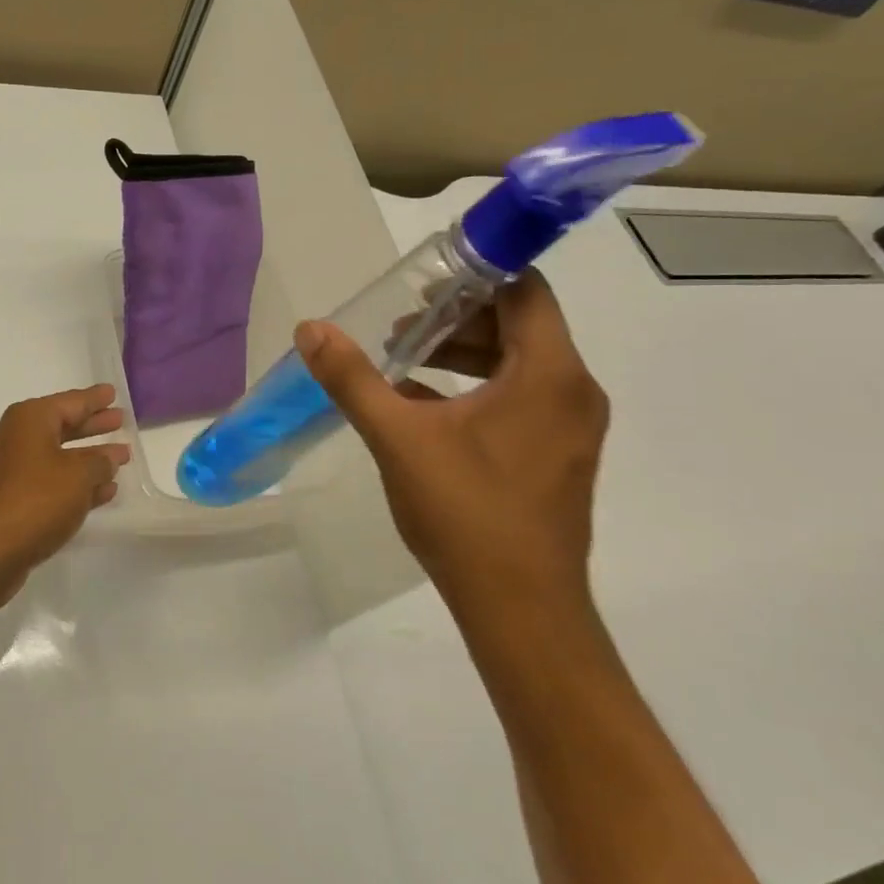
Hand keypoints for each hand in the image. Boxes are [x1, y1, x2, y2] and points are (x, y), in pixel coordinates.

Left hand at [0, 385, 130, 600]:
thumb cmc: (35, 499)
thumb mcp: (79, 475)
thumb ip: (100, 462)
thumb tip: (108, 458)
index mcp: (30, 420)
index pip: (71, 401)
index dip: (94, 399)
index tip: (113, 392)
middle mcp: (17, 439)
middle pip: (63, 427)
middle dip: (92, 426)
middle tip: (120, 421)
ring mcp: (12, 472)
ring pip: (59, 458)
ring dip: (88, 459)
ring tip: (120, 459)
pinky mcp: (12, 502)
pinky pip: (51, 484)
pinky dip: (75, 485)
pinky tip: (102, 493)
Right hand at [297, 271, 607, 630]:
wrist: (520, 609)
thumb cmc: (466, 513)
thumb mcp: (398, 437)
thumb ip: (353, 378)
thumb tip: (311, 329)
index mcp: (549, 373)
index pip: (524, 289)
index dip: (475, 273)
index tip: (422, 282)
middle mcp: (573, 391)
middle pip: (519, 324)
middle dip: (456, 317)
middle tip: (398, 326)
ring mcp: (569, 427)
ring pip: (518, 363)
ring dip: (462, 354)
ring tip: (401, 362)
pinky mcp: (558, 456)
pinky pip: (519, 398)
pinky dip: (475, 388)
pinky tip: (421, 406)